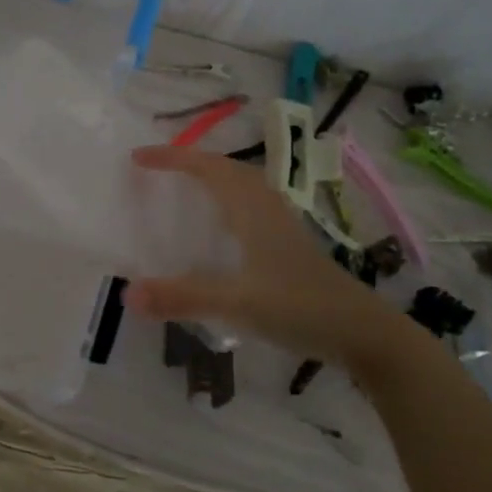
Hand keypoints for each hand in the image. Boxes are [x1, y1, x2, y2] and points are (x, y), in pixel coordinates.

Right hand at [124, 145, 403, 364]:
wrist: (364, 333)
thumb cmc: (300, 308)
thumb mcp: (236, 303)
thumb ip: (182, 297)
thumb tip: (127, 293)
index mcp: (252, 210)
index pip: (207, 168)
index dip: (172, 158)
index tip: (138, 158)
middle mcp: (267, 208)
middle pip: (227, 169)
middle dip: (190, 162)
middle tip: (157, 169)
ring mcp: (282, 226)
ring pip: (242, 186)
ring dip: (212, 178)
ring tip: (183, 189)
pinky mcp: (289, 246)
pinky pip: (250, 206)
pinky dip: (227, 201)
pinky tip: (221, 230)